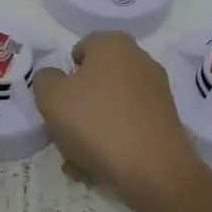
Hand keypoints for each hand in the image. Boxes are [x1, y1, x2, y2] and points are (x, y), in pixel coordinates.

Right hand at [32, 32, 207, 211]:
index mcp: (114, 44)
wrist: (152, 168)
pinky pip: (130, 125)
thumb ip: (45, 79)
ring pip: (111, 107)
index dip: (65, 73)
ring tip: (78, 161)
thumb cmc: (96, 121)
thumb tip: (55, 78)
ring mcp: (156, 91)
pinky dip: (114, 141)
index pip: (82, 48)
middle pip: (97, 80)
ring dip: (92, 130)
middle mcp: (139, 60)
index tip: (58, 101)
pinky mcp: (166, 120)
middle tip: (64, 134)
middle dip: (78, 107)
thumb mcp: (51, 97)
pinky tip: (99, 168)